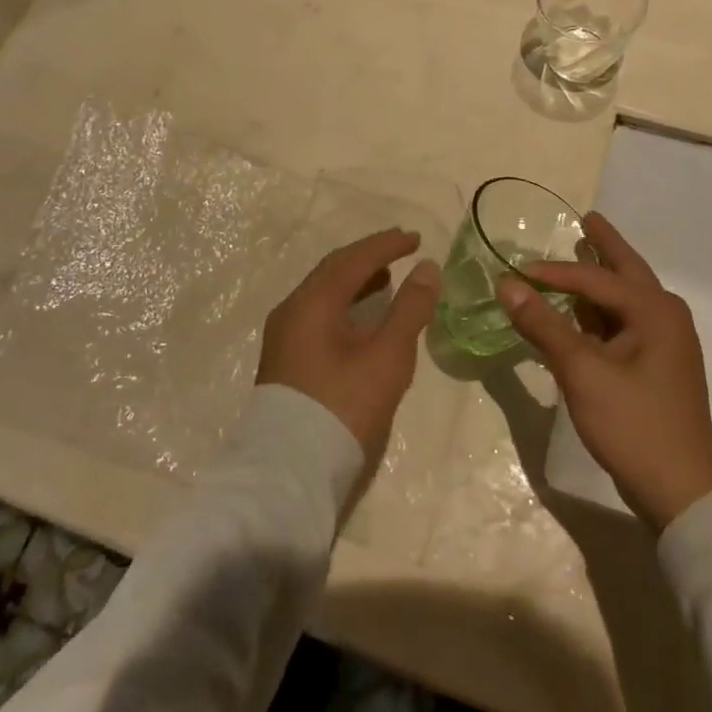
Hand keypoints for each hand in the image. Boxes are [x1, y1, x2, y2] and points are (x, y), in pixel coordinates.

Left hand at [256, 228, 438, 466]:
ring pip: (323, 292)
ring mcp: (284, 335)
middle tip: (401, 249)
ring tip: (387, 278)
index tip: (415, 238)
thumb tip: (427, 268)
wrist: (290, 473)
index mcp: (313, 301)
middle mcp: (292, 309)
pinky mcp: (285, 359)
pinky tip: (362, 318)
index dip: (387, 245)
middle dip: (369, 256)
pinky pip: (318, 312)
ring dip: (356, 280)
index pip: (354, 258)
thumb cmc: (344, 407)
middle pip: (334, 270)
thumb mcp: (387, 357)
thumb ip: (410, 309)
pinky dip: (344, 303)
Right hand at [497, 212, 711, 528]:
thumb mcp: (582, 372)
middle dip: (604, 246)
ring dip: (602, 278)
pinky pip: (627, 322)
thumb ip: (543, 325)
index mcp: (655, 310)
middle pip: (626, 271)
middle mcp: (666, 316)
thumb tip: (506, 284)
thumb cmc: (633, 424)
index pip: (595, 279)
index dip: (553, 272)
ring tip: (583, 253)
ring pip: (627, 297)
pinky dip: (603, 310)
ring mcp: (667, 342)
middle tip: (587, 218)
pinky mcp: (660, 365)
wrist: (681, 493)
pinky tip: (585, 310)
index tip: (517, 269)